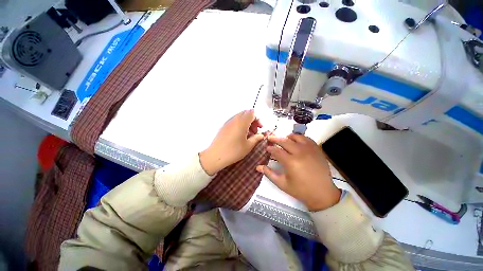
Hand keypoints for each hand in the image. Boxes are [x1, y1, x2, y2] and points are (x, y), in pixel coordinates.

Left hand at [199, 109, 263, 175]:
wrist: (215, 156)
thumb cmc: (234, 151)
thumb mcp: (248, 146)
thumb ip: (256, 138)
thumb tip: (261, 135)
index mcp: (242, 122)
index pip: (252, 113)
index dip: (258, 119)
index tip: (259, 128)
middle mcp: (234, 119)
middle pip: (246, 113)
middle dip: (252, 120)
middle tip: (254, 131)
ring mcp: (228, 122)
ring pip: (240, 117)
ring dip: (246, 122)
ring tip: (248, 134)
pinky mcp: (223, 126)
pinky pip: (234, 121)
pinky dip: (239, 124)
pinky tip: (240, 135)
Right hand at [256, 134, 340, 211]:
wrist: (323, 193)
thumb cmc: (301, 190)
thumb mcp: (282, 184)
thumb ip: (269, 174)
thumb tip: (258, 167)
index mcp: (291, 162)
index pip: (277, 151)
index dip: (270, 148)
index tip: (267, 148)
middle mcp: (300, 152)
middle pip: (285, 141)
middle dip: (276, 139)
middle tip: (270, 138)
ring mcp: (310, 150)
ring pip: (296, 137)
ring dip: (288, 137)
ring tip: (284, 139)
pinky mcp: (317, 150)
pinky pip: (307, 139)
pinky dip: (300, 137)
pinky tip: (297, 141)